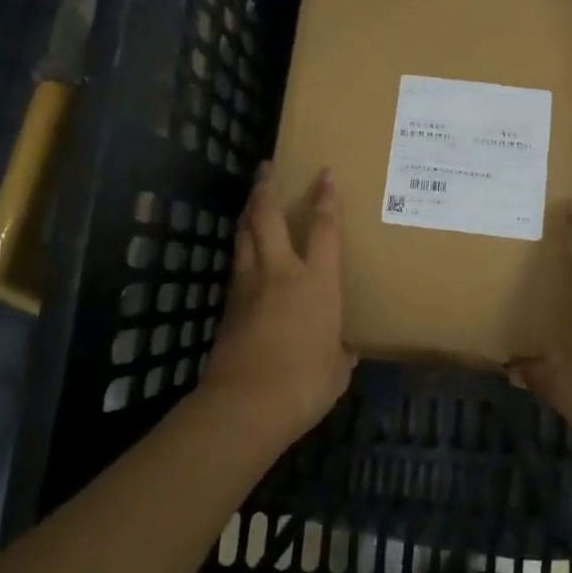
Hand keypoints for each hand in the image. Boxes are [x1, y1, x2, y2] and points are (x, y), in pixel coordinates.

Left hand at [198, 163, 353, 447]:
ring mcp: (249, 286)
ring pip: (244, 235)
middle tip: (266, 167)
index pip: (324, 229)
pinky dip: (241, 248)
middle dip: (267, 188)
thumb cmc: (304, 384)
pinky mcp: (228, 306)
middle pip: (268, 217)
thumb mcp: (336, 370)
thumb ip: (340, 353)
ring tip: (252, 199)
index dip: (326, 199)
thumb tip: (342, 352)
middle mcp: (280, 272)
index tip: (325, 174)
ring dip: (248, 213)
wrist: (246, 405)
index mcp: (316, 282)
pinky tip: (243, 251)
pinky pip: (236, 264)